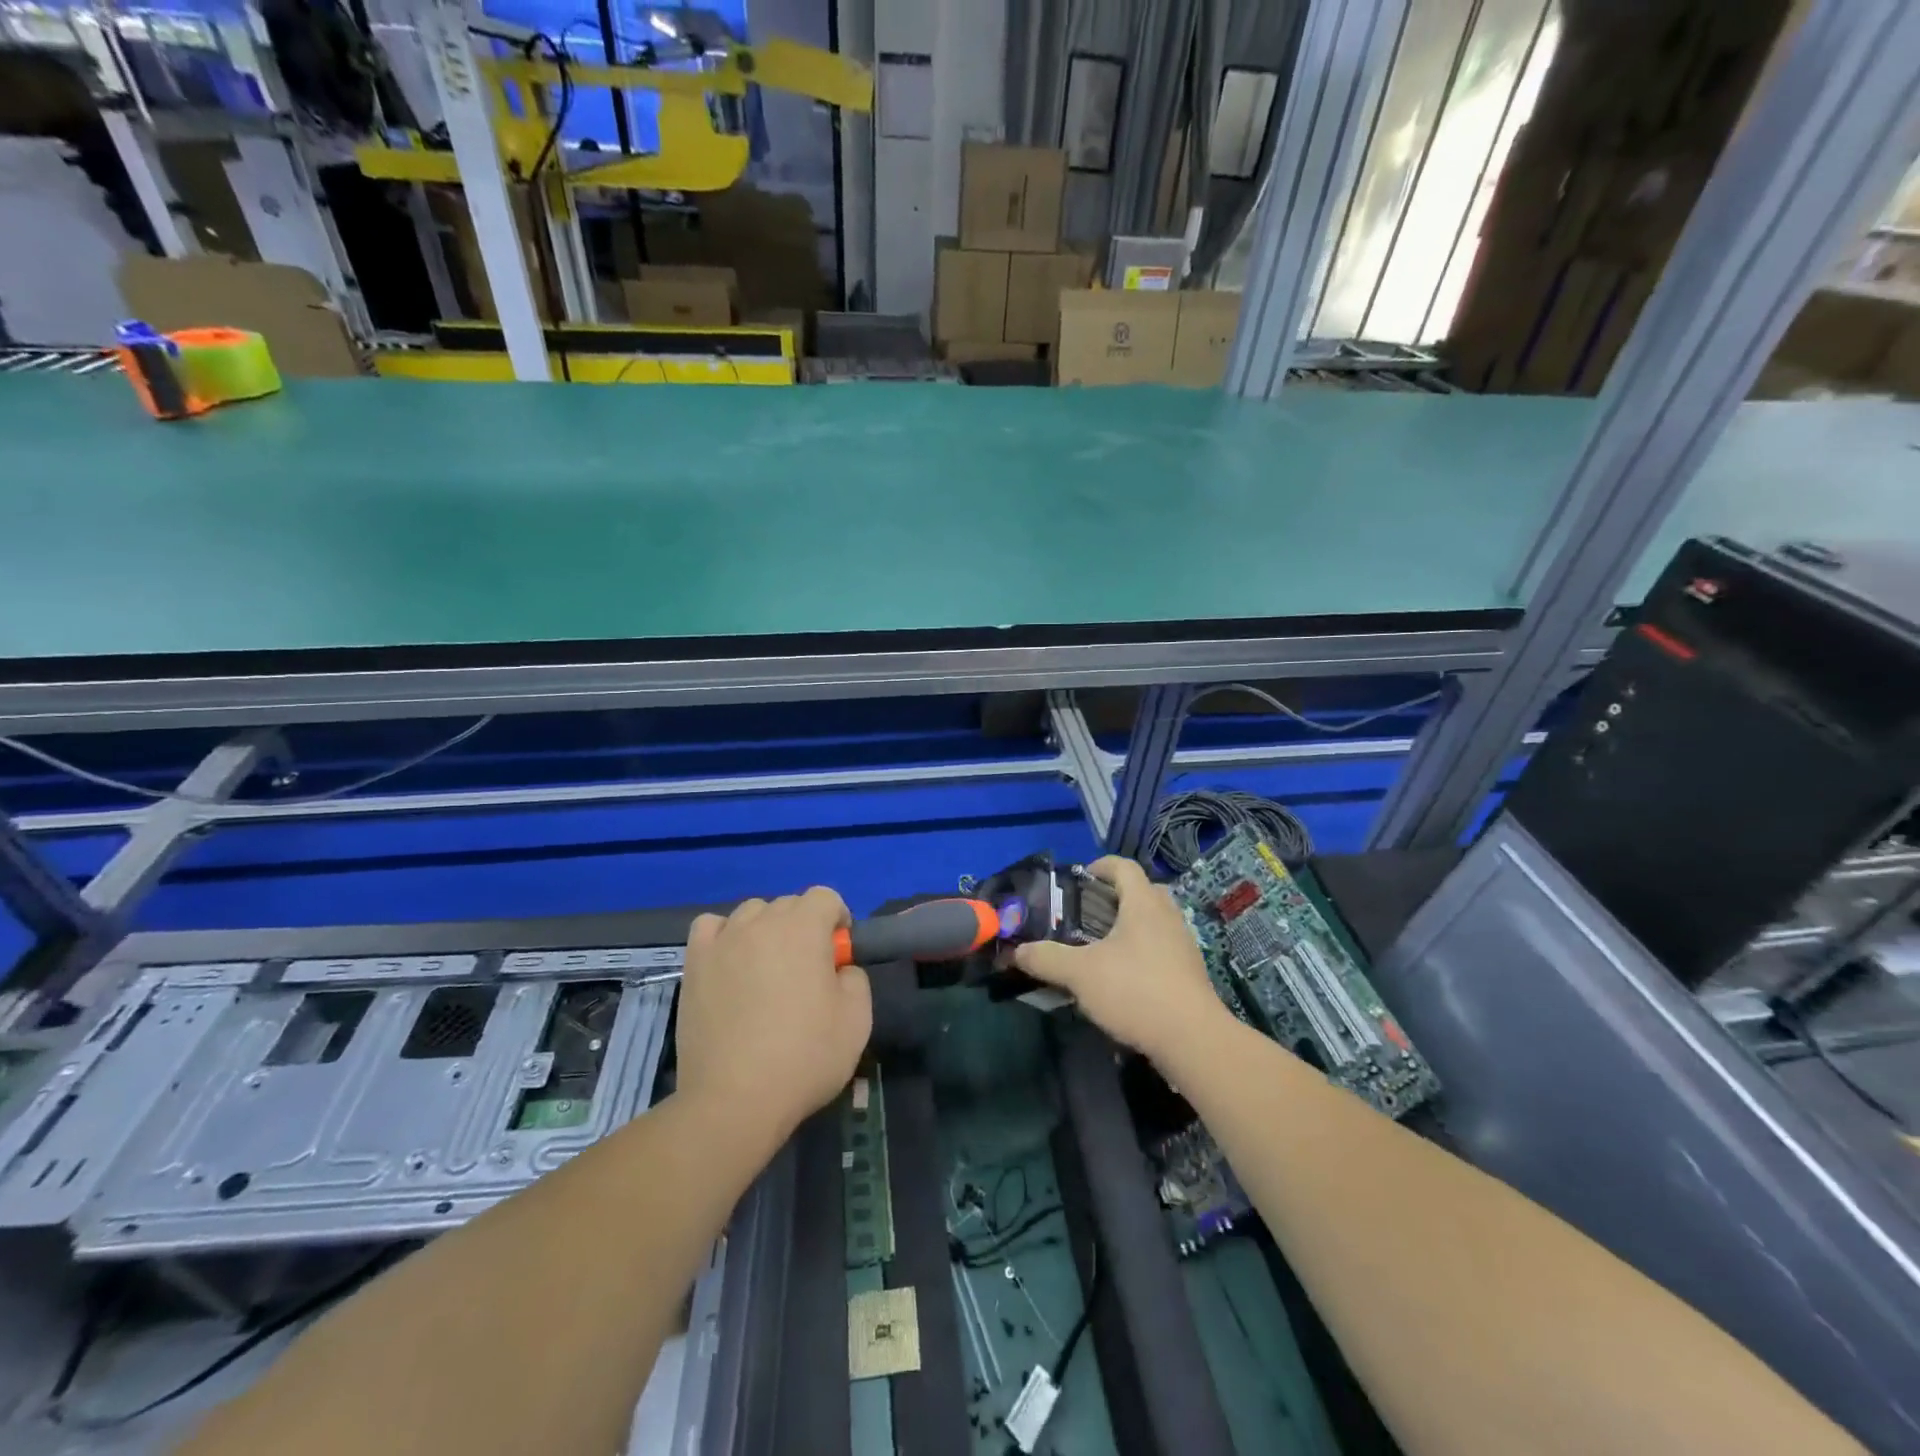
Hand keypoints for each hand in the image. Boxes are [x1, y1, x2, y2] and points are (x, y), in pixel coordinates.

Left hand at [676, 888, 872, 1144]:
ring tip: (767, 970)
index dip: (837, 919)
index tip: (838, 955)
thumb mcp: (858, 1019)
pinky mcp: (694, 963)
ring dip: (766, 930)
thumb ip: (855, 977)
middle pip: (788, 904)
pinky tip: (731, 963)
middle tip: (807, 972)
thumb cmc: (804, 1057)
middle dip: (804, 927)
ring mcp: (724, 941)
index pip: (825, 896)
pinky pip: (711, 927)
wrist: (735, 1099)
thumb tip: (839, 968)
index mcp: (804, 928)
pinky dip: (725, 935)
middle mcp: (762, 923)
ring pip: (751, 913)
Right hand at [1014, 856, 1227, 1066]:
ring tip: (1101, 946)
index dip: (1101, 866)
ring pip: (1155, 921)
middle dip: (1116, 896)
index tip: (1080, 878)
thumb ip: (1046, 958)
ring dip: (1130, 926)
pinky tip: (1123, 977)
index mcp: (1144, 904)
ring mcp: (1183, 945)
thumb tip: (1016, 952)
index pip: (1124, 867)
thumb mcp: (1080, 974)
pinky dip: (1142, 952)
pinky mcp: (1189, 973)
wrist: (1193, 1040)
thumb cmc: (1135, 991)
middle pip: (1143, 891)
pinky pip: (1162, 948)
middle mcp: (1167, 916)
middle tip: (1089, 912)